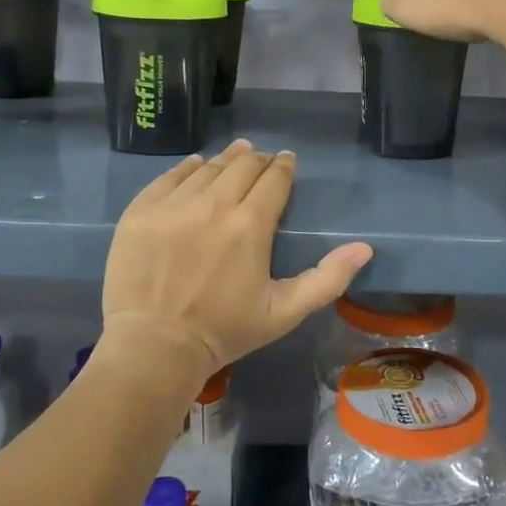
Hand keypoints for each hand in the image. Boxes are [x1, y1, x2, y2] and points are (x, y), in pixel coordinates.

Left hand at [100, 140, 372, 388]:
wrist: (154, 348)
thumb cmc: (225, 331)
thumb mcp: (285, 312)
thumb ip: (328, 279)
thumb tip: (365, 248)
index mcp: (251, 224)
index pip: (274, 178)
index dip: (284, 166)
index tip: (287, 161)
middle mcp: (214, 204)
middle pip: (242, 165)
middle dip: (258, 159)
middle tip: (262, 161)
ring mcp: (174, 204)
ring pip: (208, 167)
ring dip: (226, 160)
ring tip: (234, 156)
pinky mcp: (141, 210)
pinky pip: (170, 176)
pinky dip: (188, 168)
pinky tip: (195, 167)